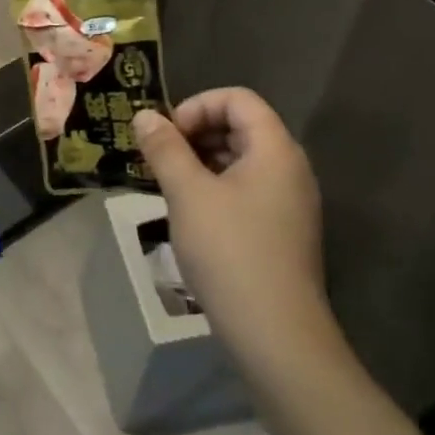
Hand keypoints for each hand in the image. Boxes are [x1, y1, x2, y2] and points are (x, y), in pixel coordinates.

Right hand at [134, 89, 333, 361]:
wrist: (276, 336)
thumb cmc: (230, 251)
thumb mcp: (187, 193)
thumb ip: (165, 148)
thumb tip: (144, 115)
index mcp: (275, 150)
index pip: (238, 99)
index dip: (197, 106)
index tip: (167, 135)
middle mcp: (290, 169)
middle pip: (241, 126)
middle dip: (196, 133)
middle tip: (161, 159)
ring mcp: (289, 202)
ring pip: (241, 160)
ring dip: (201, 161)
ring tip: (169, 185)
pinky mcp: (282, 231)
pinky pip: (246, 189)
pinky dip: (215, 188)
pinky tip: (190, 214)